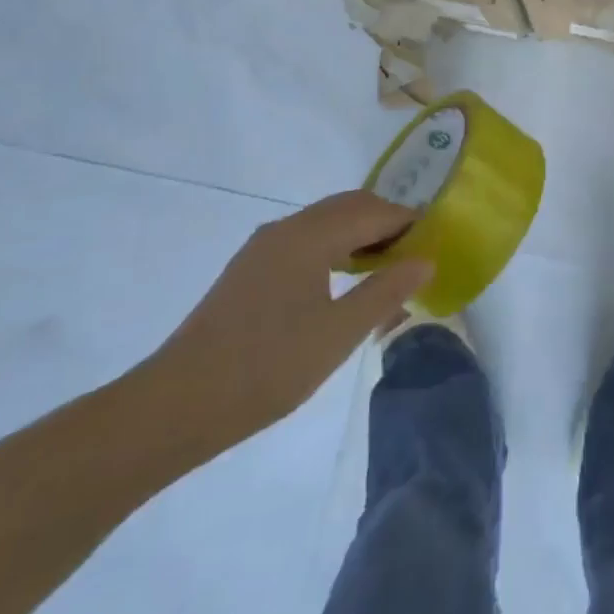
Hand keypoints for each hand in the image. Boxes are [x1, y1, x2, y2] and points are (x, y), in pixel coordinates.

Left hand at [139, 192, 432, 455]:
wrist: (175, 406)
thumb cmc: (266, 368)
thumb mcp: (338, 335)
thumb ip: (385, 292)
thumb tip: (426, 260)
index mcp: (309, 236)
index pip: (373, 211)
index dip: (409, 221)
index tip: (439, 240)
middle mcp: (286, 229)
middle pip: (349, 207)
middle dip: (387, 222)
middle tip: (417, 254)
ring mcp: (263, 248)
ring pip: (325, 223)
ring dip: (360, 235)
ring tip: (387, 269)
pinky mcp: (250, 270)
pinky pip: (306, 241)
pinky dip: (335, 248)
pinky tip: (344, 282)